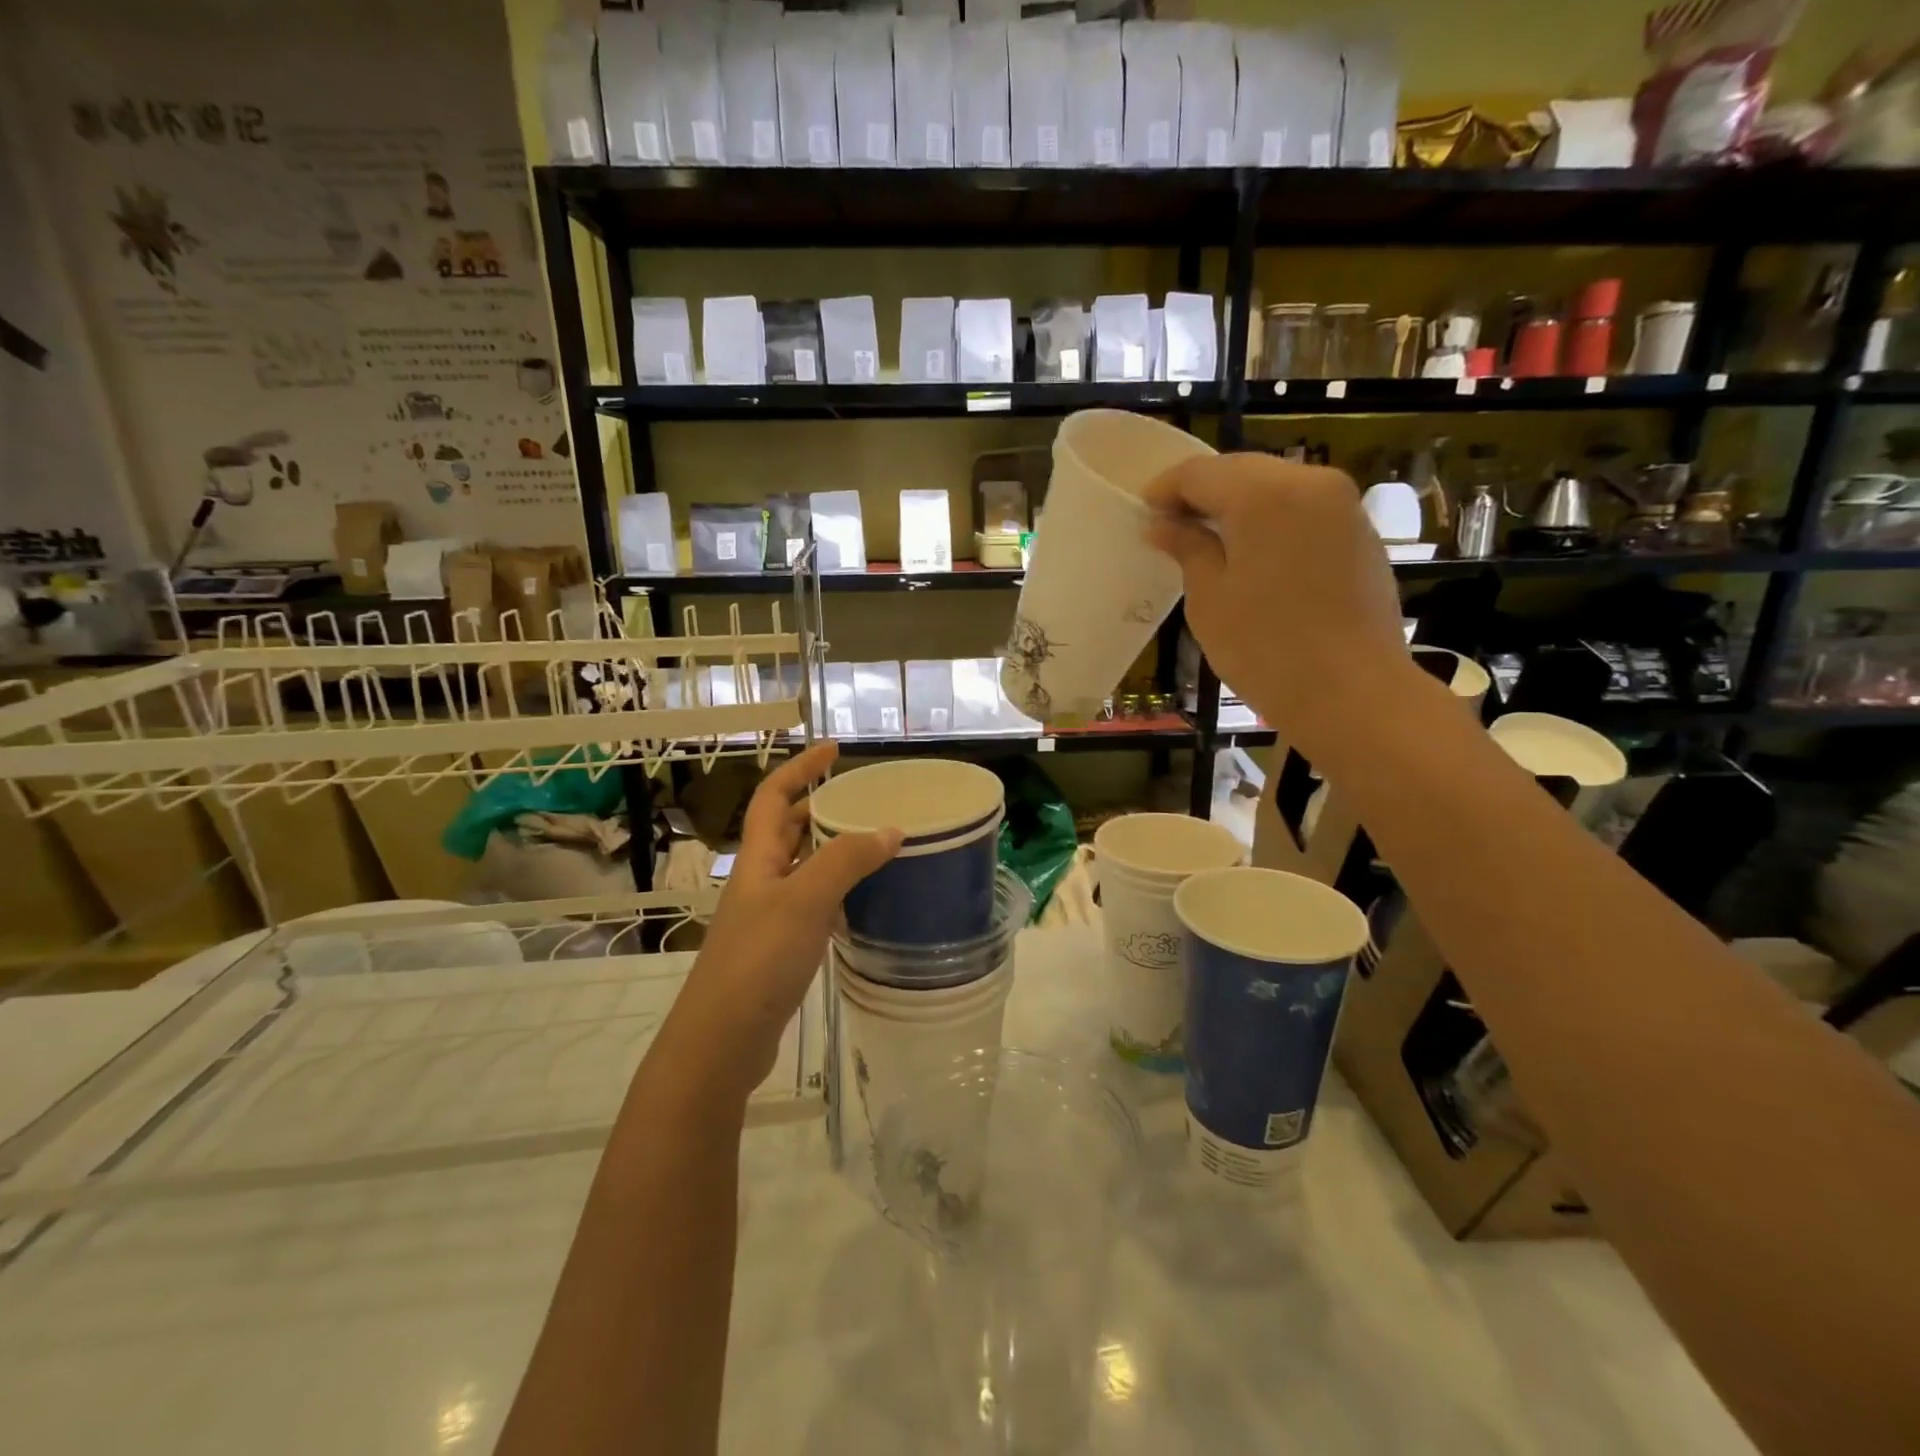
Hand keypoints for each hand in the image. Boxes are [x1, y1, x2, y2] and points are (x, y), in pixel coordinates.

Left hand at [669, 742, 900, 1100]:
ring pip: (802, 868)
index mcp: (757, 859)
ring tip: (873, 843)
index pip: (774, 796)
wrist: (722, 1041)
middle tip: (863, 800)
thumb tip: (890, 830)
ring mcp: (768, 916)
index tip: (834, 749)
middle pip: (786, 829)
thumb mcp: (805, 901)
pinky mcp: (780, 949)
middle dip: (819, 807)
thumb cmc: (758, 961)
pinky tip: (863, 901)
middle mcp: (760, 880)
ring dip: (831, 850)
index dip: (801, 768)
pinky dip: (836, 892)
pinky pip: (811, 904)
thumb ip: (846, 861)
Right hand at [1143, 453, 1413, 764]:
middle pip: (1241, 470)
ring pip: (1275, 486)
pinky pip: (1303, 508)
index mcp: (1264, 495)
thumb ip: (1187, 548)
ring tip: (1208, 542)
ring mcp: (1342, 505)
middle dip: (1202, 493)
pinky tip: (1253, 554)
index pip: (1200, 473)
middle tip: (1171, 528)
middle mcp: (1309, 482)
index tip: (1142, 514)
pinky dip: (1271, 520)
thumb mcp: (1210, 599)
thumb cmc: (1266, 649)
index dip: (1165, 489)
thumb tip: (1163, 524)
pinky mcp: (1360, 532)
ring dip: (1237, 505)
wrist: (1353, 693)